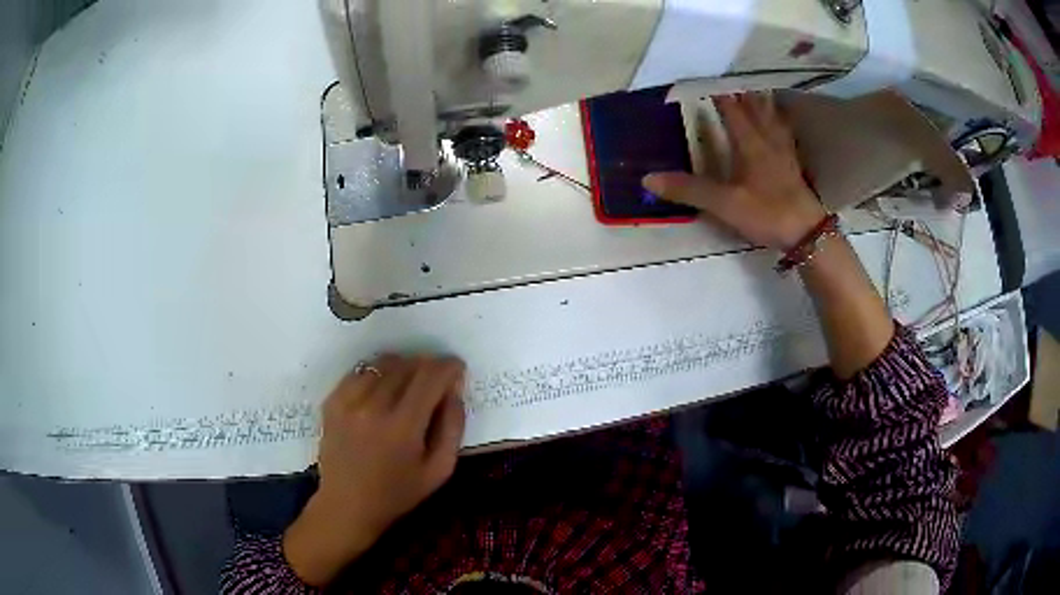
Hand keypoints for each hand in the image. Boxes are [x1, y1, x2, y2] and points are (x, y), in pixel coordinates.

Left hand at [283, 355, 466, 585]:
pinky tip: (382, 390)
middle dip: (428, 366)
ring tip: (409, 384)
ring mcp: (348, 402)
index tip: (457, 369)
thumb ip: (453, 427)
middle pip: (407, 365)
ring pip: (383, 363)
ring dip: (403, 367)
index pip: (430, 376)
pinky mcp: (331, 401)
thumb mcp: (440, 470)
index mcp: (403, 427)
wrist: (348, 505)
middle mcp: (373, 407)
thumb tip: (454, 389)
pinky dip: (377, 374)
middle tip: (436, 380)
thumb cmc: (399, 493)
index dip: (449, 366)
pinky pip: (360, 371)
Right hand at [643, 93, 826, 249]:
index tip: (705, 82)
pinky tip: (779, 126)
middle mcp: (767, 140)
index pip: (732, 109)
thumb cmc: (767, 213)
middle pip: (755, 108)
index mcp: (750, 143)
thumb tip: (648, 178)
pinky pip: (784, 136)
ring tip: (757, 92)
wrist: (806, 234)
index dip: (718, 94)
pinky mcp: (793, 166)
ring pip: (773, 119)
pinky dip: (779, 124)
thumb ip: (690, 190)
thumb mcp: (724, 204)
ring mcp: (783, 152)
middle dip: (742, 93)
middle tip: (732, 81)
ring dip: (763, 104)